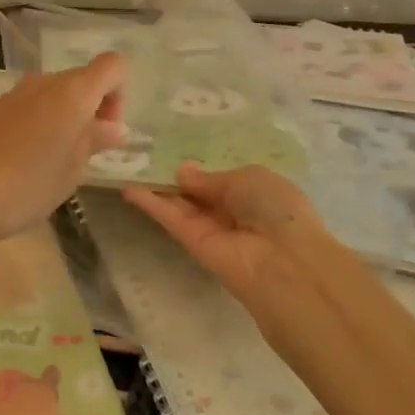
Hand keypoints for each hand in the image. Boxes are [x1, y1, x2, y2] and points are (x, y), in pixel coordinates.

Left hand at [0, 52, 128, 251]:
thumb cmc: (25, 184)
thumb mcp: (72, 170)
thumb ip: (96, 141)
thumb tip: (114, 127)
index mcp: (72, 91)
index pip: (113, 65)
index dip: (120, 94)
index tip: (106, 131)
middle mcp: (44, 83)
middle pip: (83, 81)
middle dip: (92, 112)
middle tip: (83, 157)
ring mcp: (14, 95)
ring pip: (54, 97)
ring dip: (64, 122)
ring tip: (53, 166)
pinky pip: (30, 110)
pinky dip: (39, 128)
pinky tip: (25, 167)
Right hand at [124, 163, 361, 322]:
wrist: (286, 264)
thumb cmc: (277, 210)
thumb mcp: (248, 178)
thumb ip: (211, 178)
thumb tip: (183, 172)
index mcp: (257, 193)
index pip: (223, 181)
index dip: (201, 169)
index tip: (172, 150)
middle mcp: (234, 213)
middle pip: (199, 194)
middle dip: (176, 177)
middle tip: (143, 155)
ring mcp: (213, 231)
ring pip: (182, 207)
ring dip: (157, 189)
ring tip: (128, 166)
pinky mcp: (194, 246)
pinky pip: (172, 220)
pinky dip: (152, 204)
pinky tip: (129, 187)